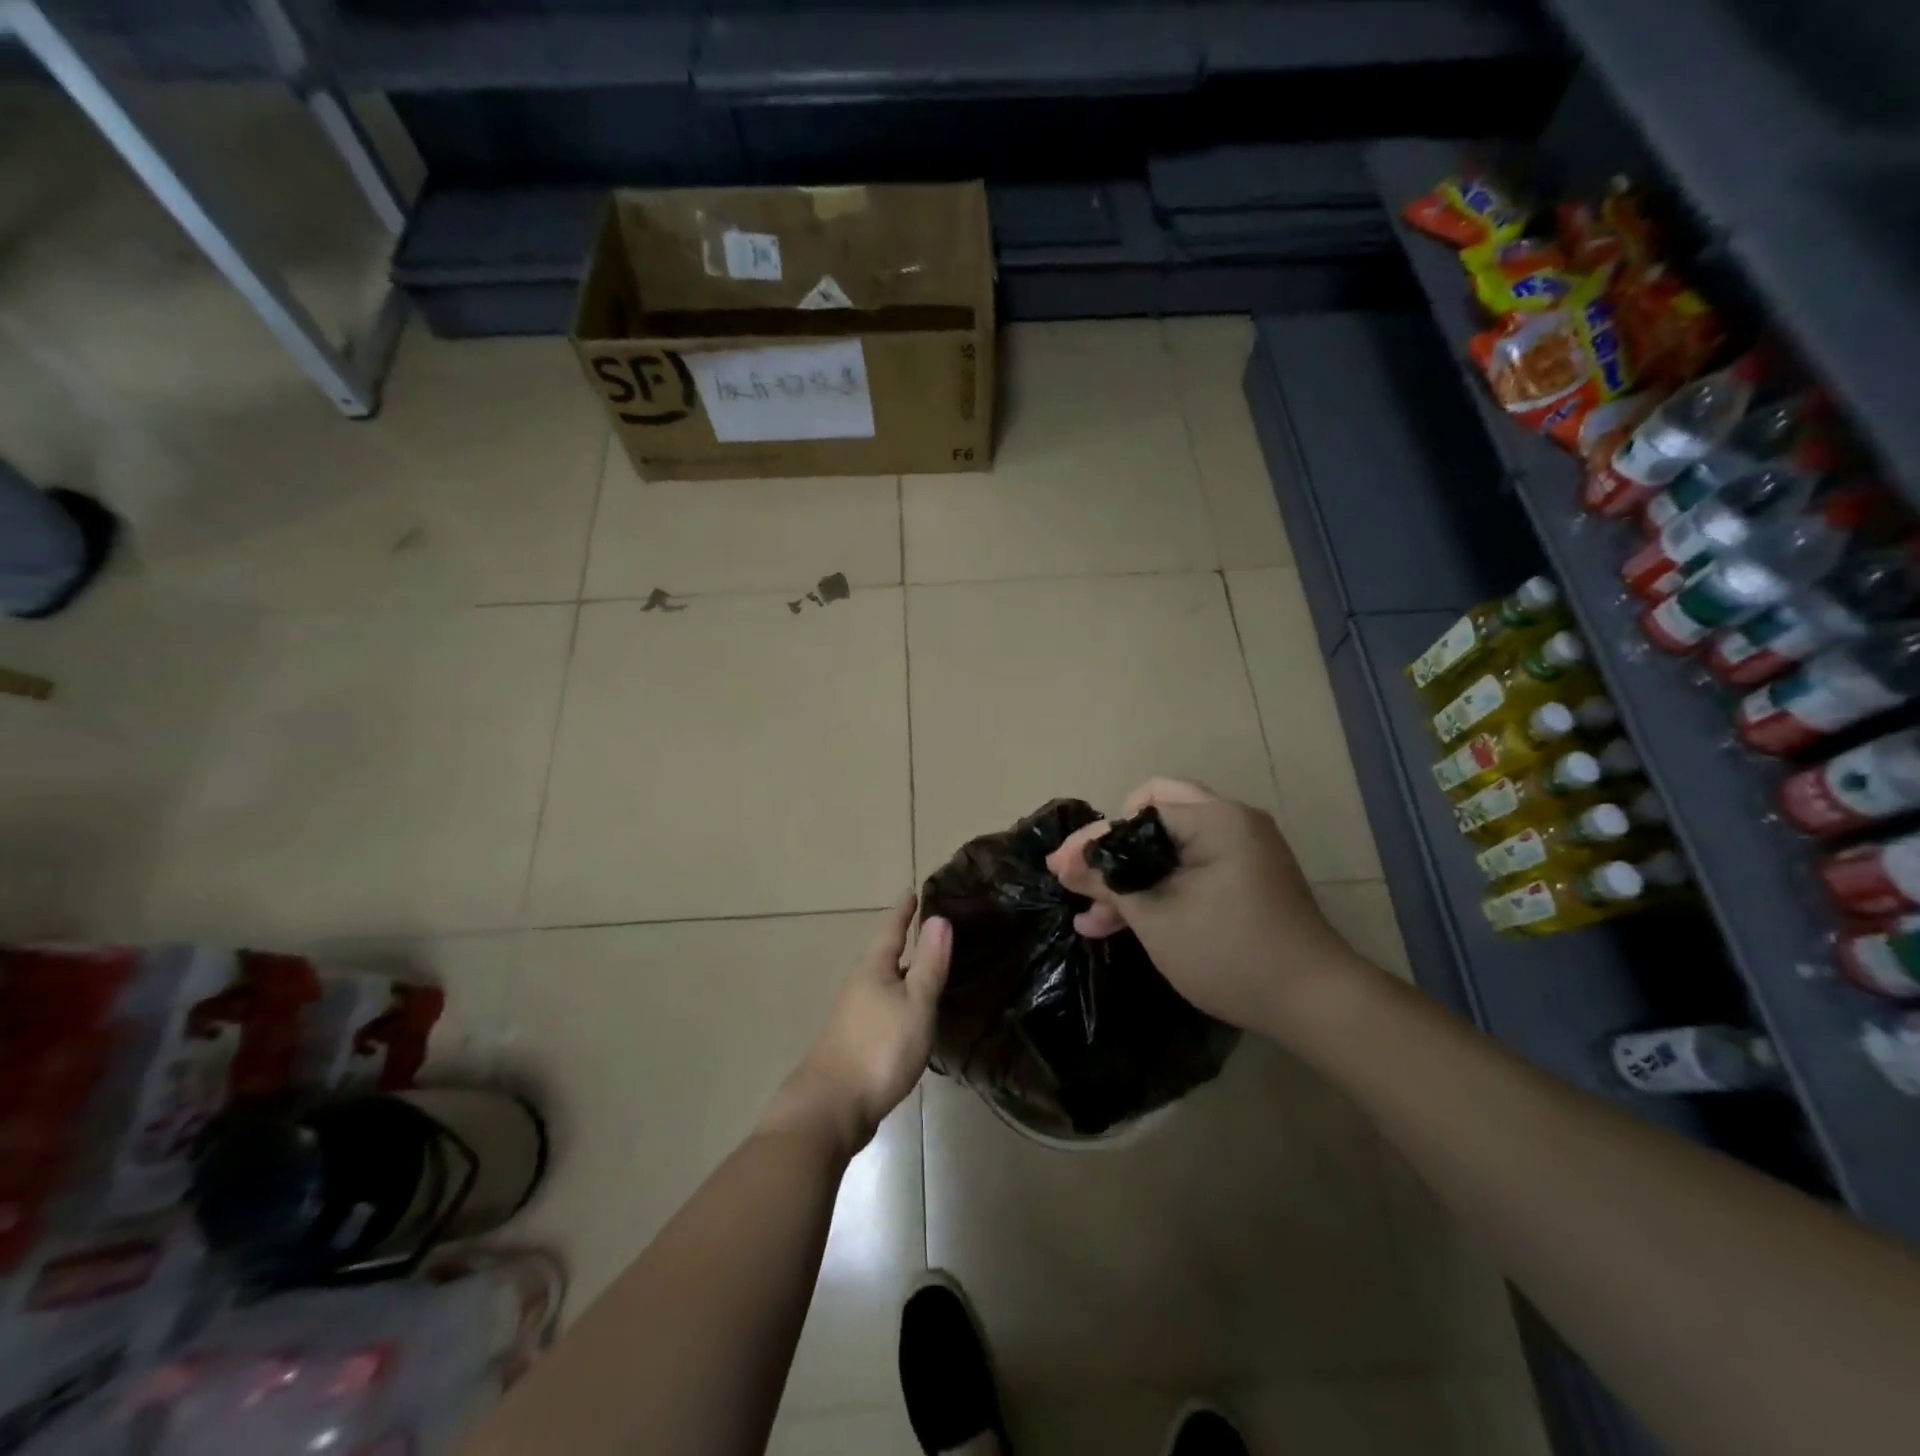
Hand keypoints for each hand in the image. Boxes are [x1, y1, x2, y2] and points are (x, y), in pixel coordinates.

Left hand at [760, 894, 951, 1157]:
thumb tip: (939, 918)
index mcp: (873, 967)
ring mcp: (854, 1013)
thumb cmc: (879, 1048)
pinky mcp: (854, 1040)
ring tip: (928, 969)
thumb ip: (929, 964)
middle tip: (932, 930)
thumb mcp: (915, 1004)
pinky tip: (912, 1015)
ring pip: (884, 982)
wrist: (830, 1108)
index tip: (911, 892)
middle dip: (906, 941)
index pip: (892, 929)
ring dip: (904, 973)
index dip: (904, 912)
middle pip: (885, 955)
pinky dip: (900, 1000)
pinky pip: (882, 1006)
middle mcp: (860, 983)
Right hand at [1045, 778, 1370, 1037]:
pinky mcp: (1244, 880)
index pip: (1138, 810)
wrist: (1313, 1003)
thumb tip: (1064, 861)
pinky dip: (1158, 889)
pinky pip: (1188, 870)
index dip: (1094, 838)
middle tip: (1079, 879)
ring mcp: (1240, 852)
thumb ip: (1107, 881)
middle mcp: (1231, 823)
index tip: (1059, 868)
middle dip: (1112, 851)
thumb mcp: (1155, 916)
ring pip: (1168, 848)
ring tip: (1090, 914)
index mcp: (1215, 819)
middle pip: (1153, 817)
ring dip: (1130, 876)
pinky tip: (1120, 922)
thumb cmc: (1229, 952)